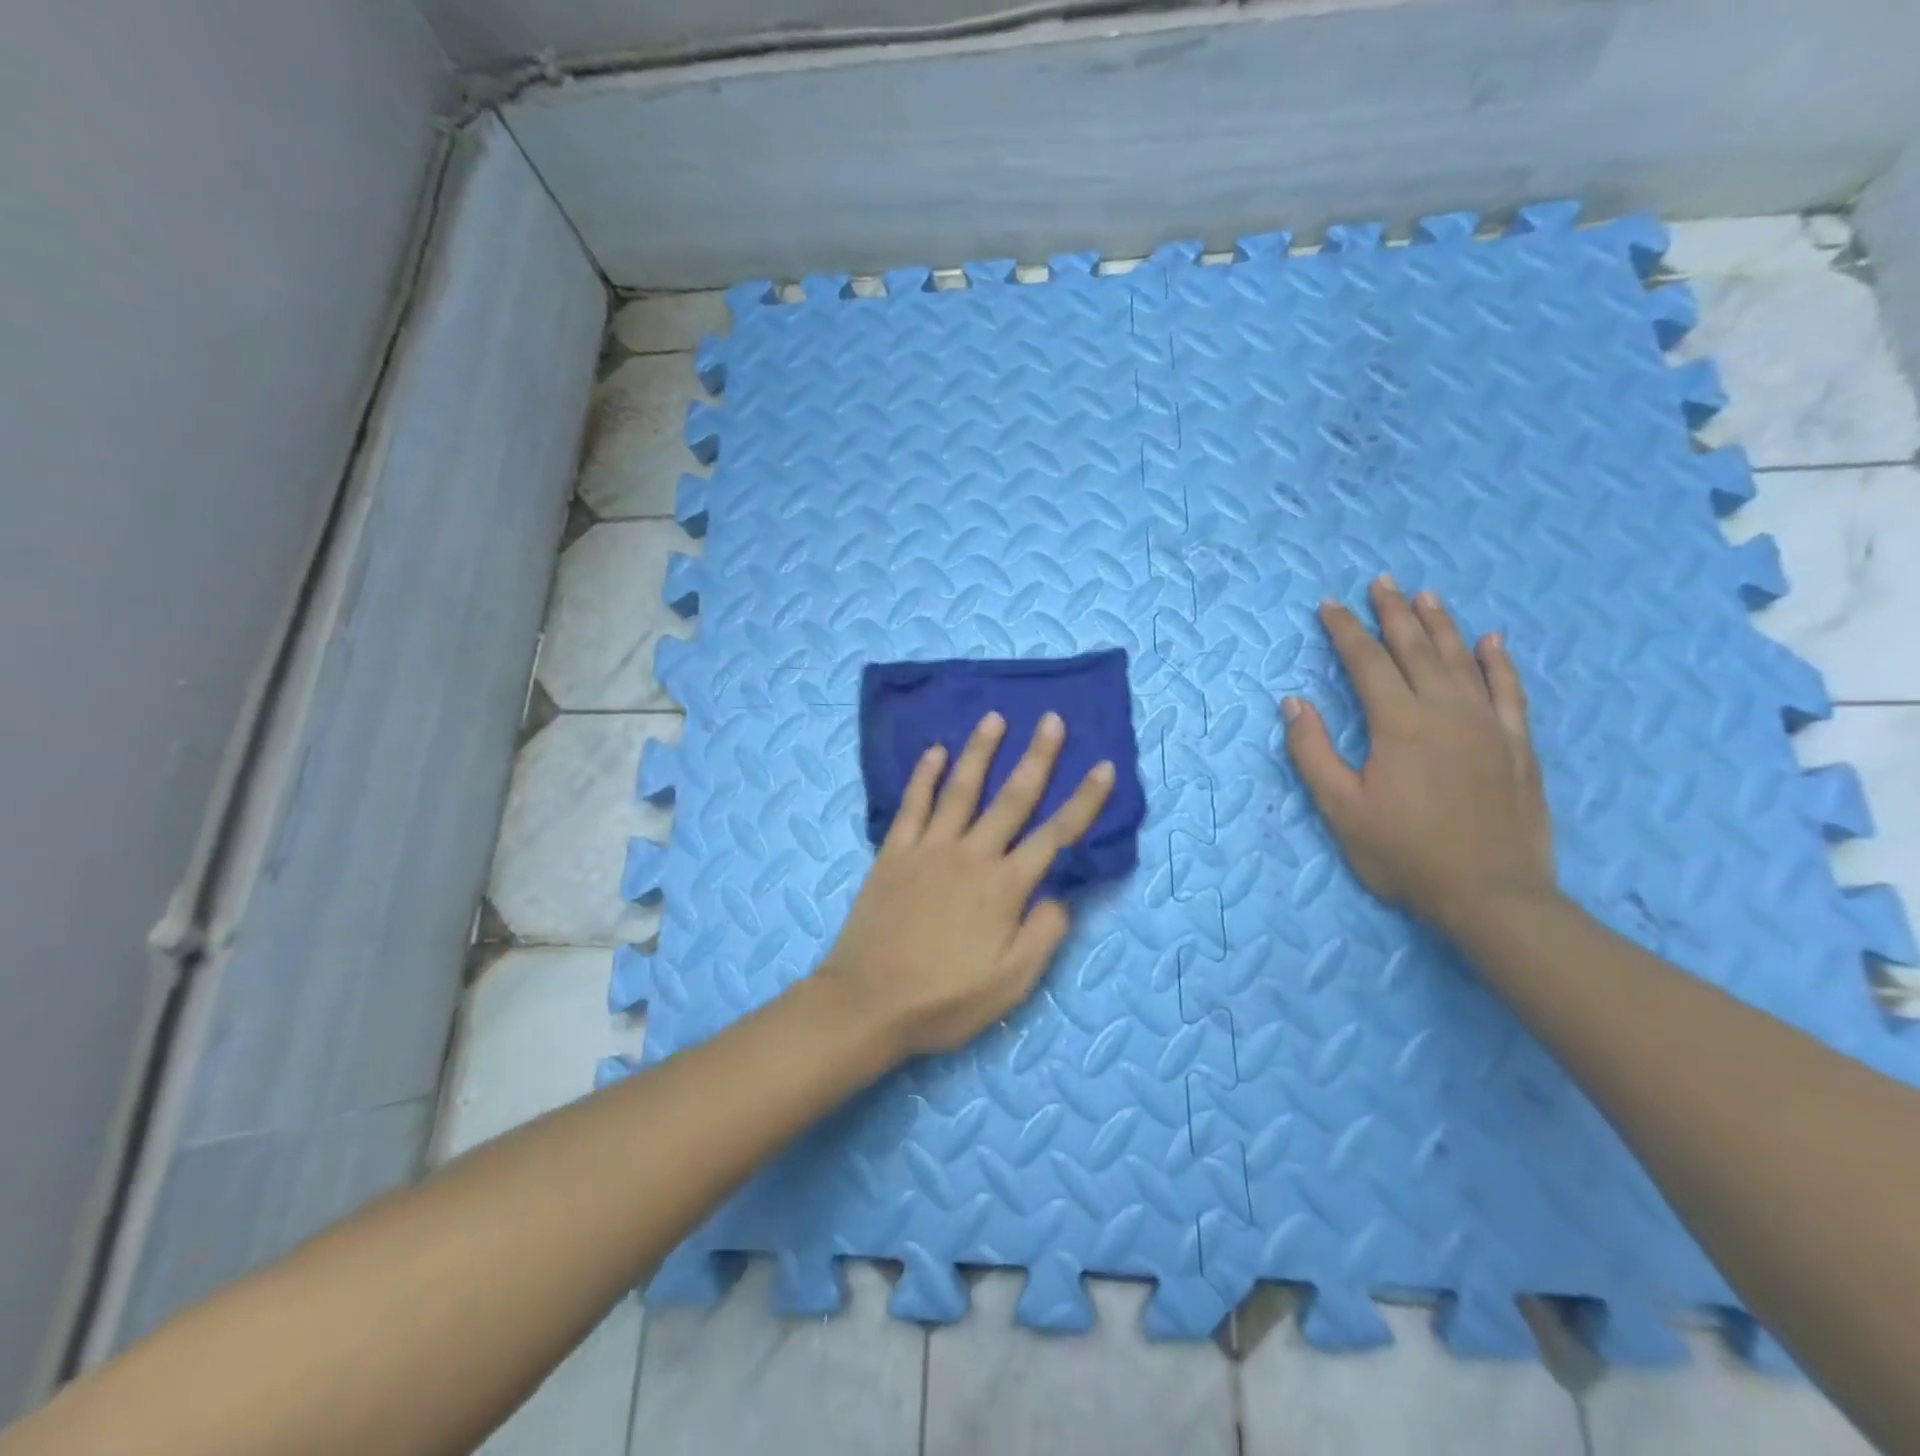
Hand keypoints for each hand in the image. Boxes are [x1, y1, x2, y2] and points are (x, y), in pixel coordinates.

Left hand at [818, 711, 1115, 1056]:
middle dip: (1037, 757)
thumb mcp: (1010, 984)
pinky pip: (912, 805)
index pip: (1056, 835)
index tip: (1103, 767)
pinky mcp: (893, 853)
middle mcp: (971, 856)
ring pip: (961, 790)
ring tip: (994, 718)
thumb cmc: (944, 1000)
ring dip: (981, 752)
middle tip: (1051, 719)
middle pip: (1012, 798)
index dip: (1084, 801)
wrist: (867, 1003)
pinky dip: (925, 775)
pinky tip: (935, 751)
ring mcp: (929, 849)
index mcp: (1004, 887)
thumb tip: (1061, 895)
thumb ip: (1043, 935)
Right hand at [1282, 575, 1556, 933]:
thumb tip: (1293, 702)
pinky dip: (1498, 662)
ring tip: (1426, 595)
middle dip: (1393, 613)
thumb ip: (1313, 752)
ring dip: (1441, 624)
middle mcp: (1446, 711)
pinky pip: (1510, 690)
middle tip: (1381, 581)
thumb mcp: (1341, 809)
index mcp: (1399, 725)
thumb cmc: (1404, 854)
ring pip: (1462, 660)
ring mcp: (1488, 725)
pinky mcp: (1517, 745)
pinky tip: (1491, 640)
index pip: (1367, 663)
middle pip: (1416, 648)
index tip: (1329, 606)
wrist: (1492, 896)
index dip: (1346, 631)